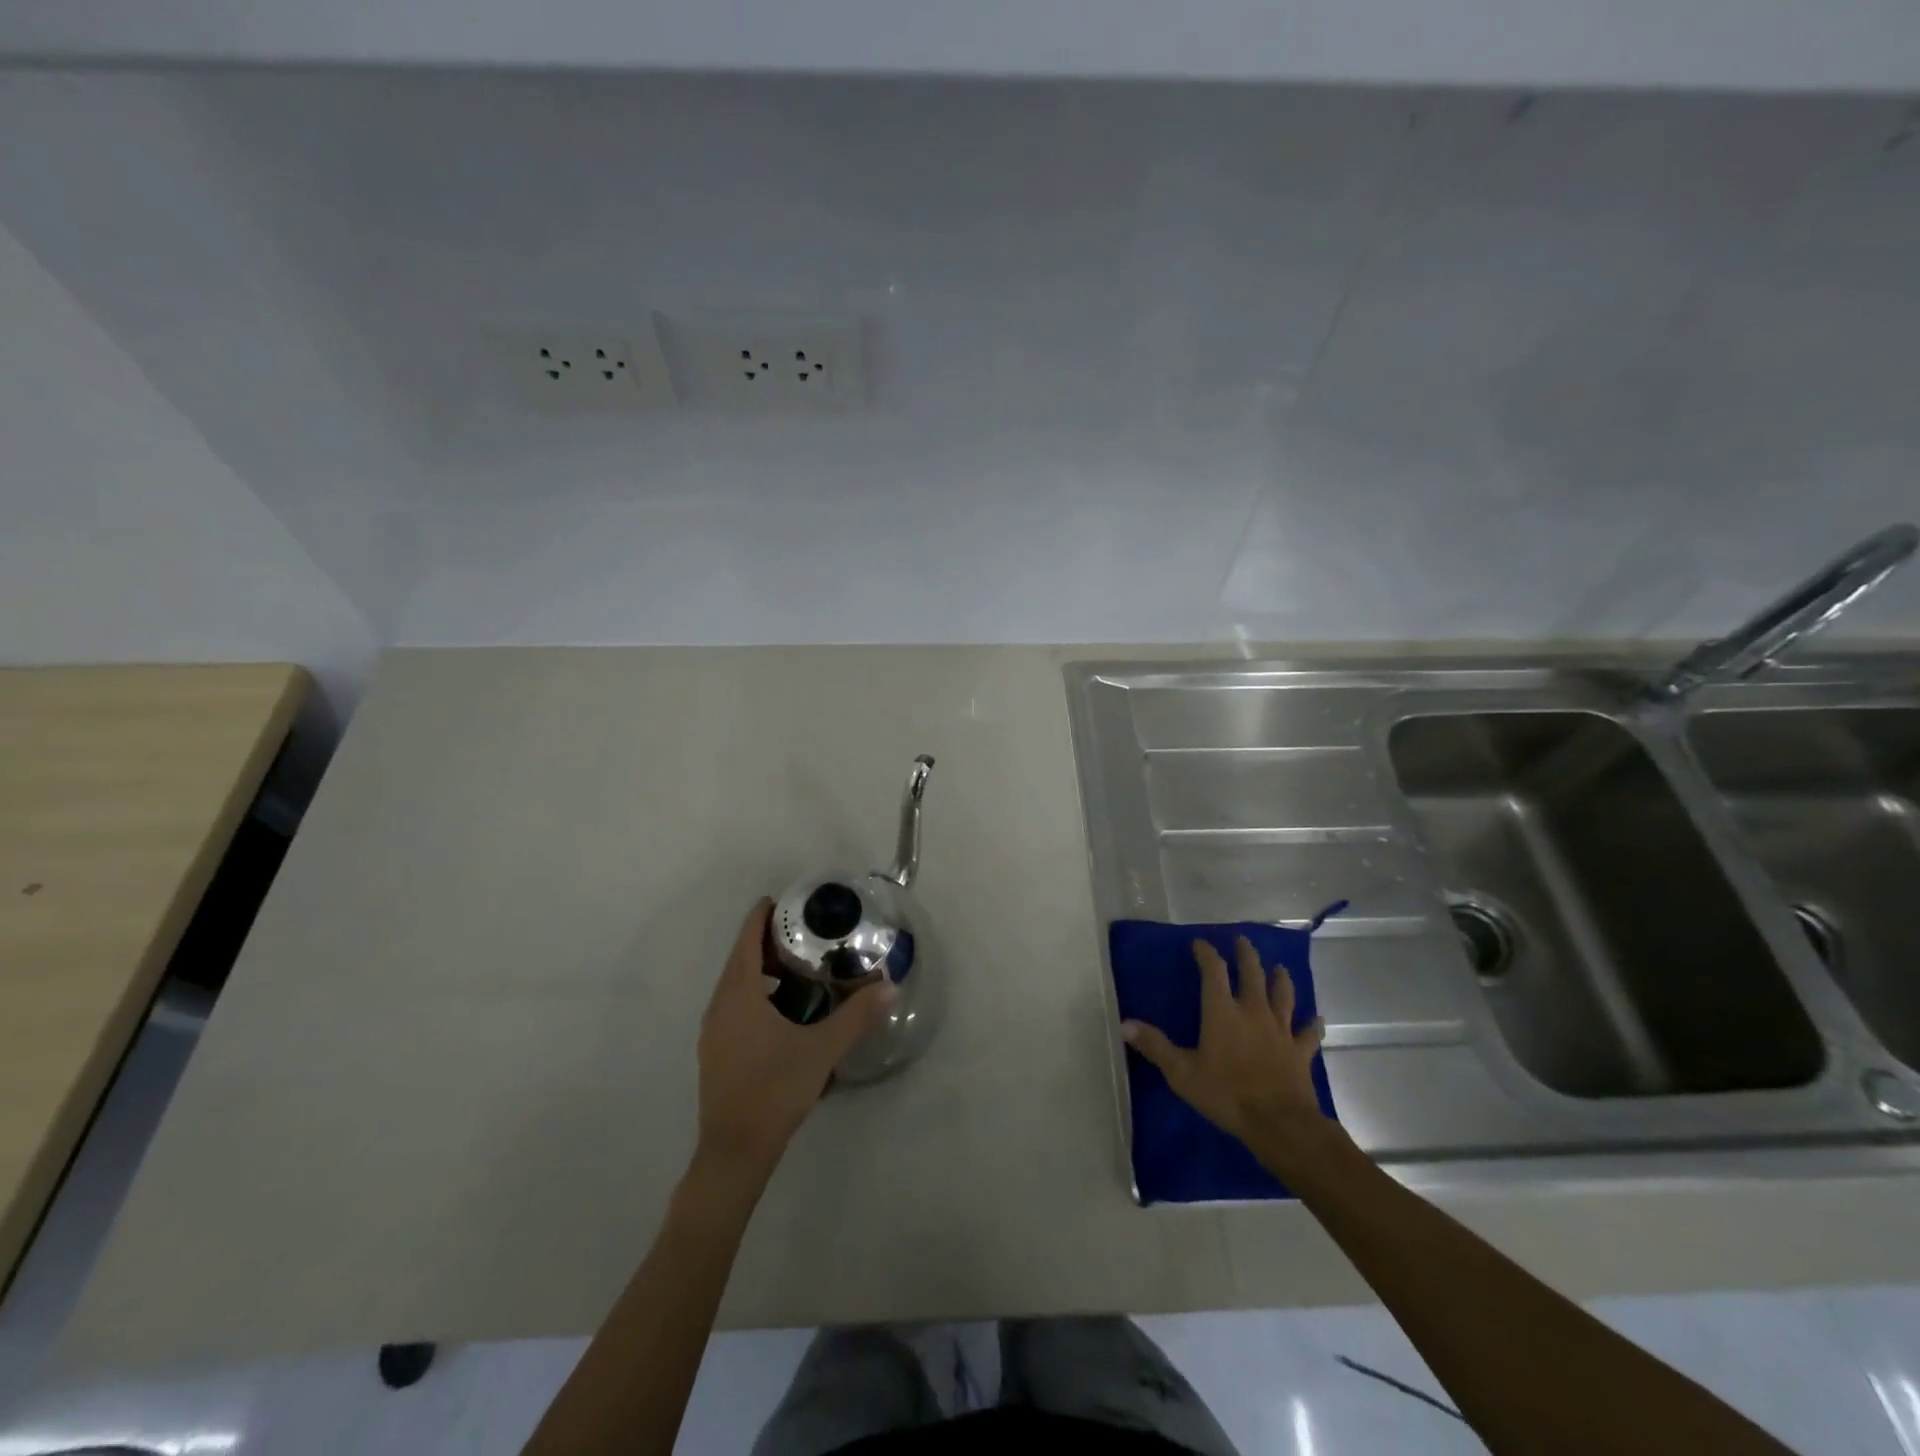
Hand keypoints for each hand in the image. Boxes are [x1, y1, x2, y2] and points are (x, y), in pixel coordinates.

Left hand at [696, 899, 893, 1177]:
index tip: (785, 900)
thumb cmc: (774, 1089)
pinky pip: (735, 1005)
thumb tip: (890, 985)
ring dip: (762, 970)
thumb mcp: (822, 1049)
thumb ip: (856, 1015)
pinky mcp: (717, 1051)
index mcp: (739, 994)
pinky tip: (785, 1011)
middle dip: (768, 941)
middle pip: (740, 959)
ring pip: (737, 984)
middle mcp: (720, 1005)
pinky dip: (757, 993)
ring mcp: (714, 1031)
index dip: (762, 916)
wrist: (734, 1152)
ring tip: (800, 968)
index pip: (746, 940)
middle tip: (806, 934)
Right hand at [1122, 936, 1330, 1160]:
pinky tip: (1317, 1019)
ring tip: (1279, 968)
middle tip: (1242, 941)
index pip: (1213, 971)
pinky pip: (1308, 1034)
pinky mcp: (1300, 1052)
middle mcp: (1252, 1011)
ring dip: (1280, 979)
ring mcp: (1280, 1030)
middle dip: (1246, 955)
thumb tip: (1124, 1024)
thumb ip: (1155, 1046)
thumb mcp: (1182, 1072)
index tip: (1199, 943)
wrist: (1280, 1123)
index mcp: (1222, 1012)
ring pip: (1282, 995)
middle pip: (1252, 974)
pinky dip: (1312, 1024)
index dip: (1206, 953)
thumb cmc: (1227, 1094)